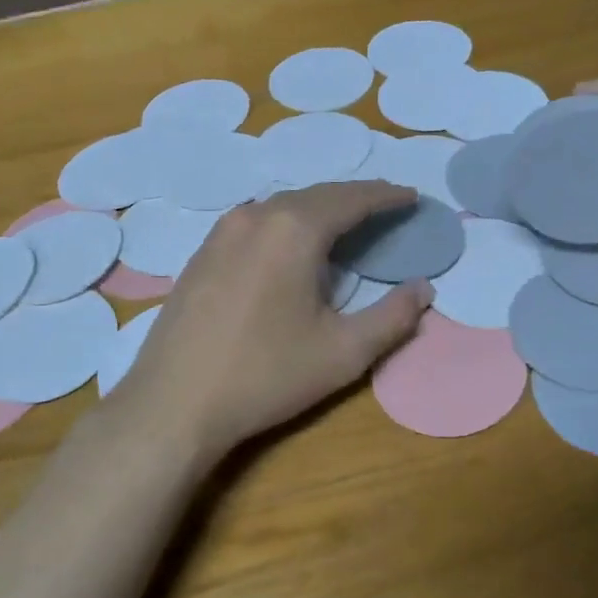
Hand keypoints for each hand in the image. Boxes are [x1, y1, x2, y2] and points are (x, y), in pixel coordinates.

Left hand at [115, 181, 432, 459]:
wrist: (173, 403)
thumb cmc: (265, 375)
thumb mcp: (343, 352)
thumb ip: (393, 318)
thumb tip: (424, 289)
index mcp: (294, 229)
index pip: (352, 199)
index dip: (386, 196)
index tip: (412, 198)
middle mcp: (256, 215)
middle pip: (317, 195)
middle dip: (355, 198)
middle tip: (386, 207)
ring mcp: (222, 232)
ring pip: (282, 206)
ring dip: (319, 209)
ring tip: (345, 224)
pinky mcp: (201, 253)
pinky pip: (256, 222)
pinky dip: (286, 223)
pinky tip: (292, 246)